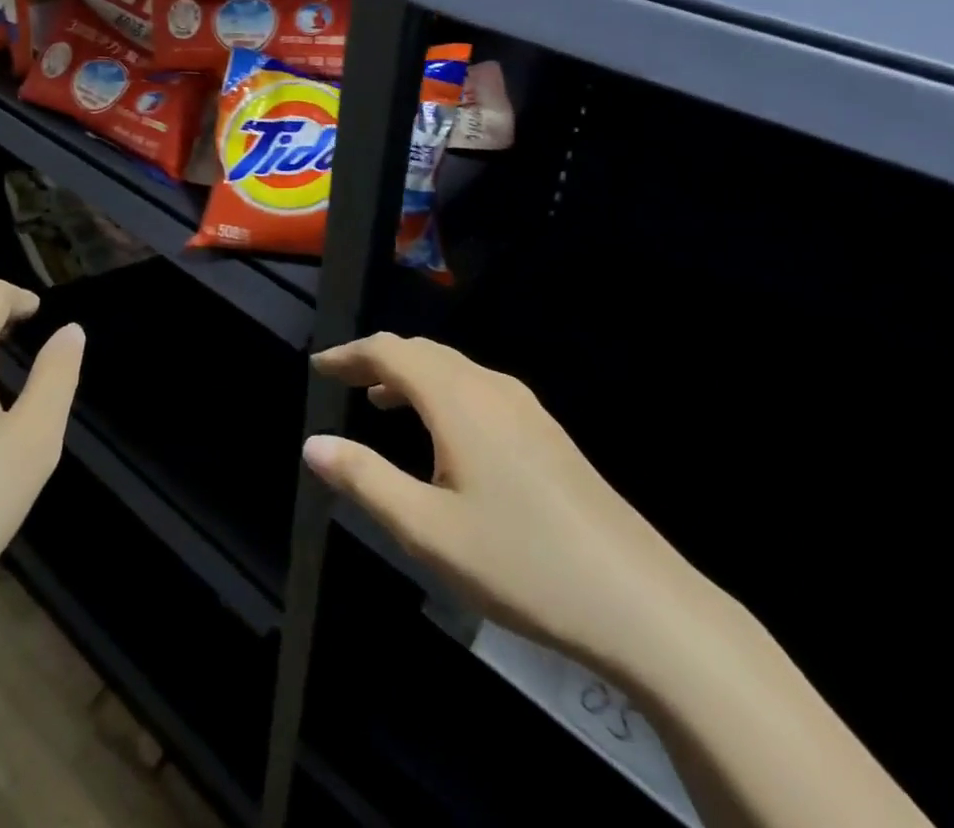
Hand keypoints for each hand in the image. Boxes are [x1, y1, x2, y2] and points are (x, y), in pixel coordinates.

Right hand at [304, 334, 720, 686]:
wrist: (640, 600)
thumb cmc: (521, 563)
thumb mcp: (427, 531)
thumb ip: (365, 480)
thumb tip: (313, 444)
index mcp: (458, 400)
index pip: (391, 352)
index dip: (349, 354)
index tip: (318, 367)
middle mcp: (491, 387)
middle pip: (423, 352)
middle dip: (378, 359)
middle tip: (342, 380)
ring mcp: (526, 408)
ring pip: (453, 370)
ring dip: (411, 376)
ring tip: (380, 403)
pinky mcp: (546, 432)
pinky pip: (479, 390)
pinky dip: (443, 393)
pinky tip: (443, 435)